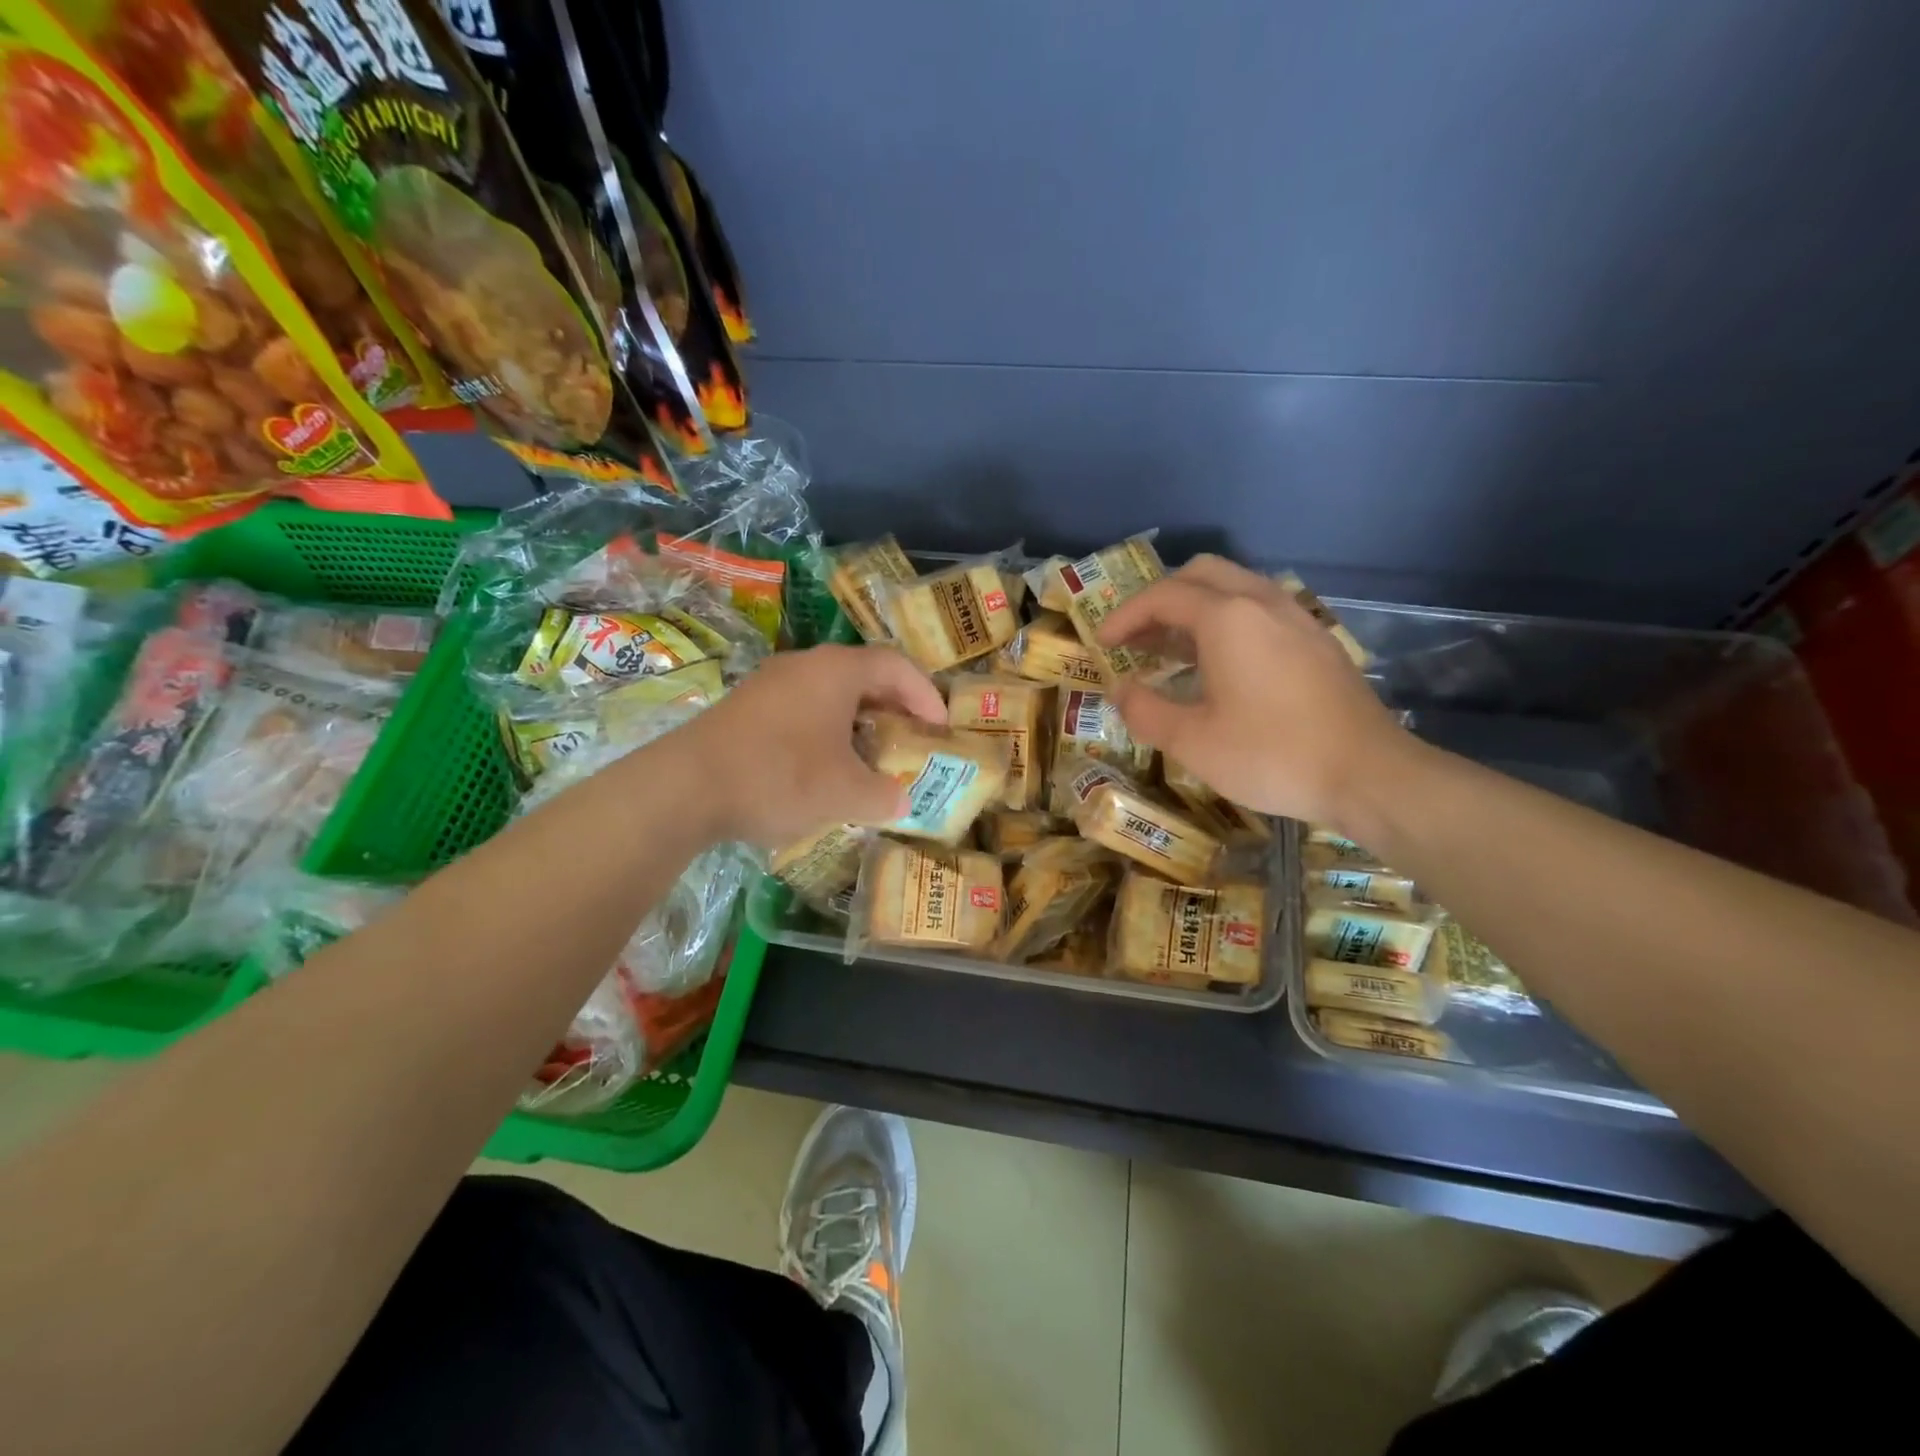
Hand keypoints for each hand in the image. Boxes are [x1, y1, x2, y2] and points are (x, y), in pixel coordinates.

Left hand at [682, 644, 946, 848]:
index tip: (939, 728)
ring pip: (829, 694)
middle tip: (910, 739)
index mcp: (836, 670)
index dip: (925, 694)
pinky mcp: (745, 708)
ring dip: (857, 722)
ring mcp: (769, 684)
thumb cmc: (780, 776)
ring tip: (870, 757)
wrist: (684, 787)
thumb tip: (901, 801)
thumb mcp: (844, 793)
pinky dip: (825, 731)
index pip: (896, 665)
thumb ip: (884, 795)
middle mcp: (804, 665)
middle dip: (893, 708)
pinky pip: (801, 709)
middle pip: (863, 675)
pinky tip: (822, 767)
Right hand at [1096, 556, 1410, 827]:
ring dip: (1195, 608)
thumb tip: (1120, 690)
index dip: (1124, 616)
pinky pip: (1260, 609)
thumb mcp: (1192, 741)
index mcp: (1227, 618)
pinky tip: (1222, 664)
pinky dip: (1227, 620)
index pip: (1162, 596)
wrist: (1368, 774)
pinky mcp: (1316, 639)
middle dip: (1160, 599)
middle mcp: (1262, 602)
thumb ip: (1145, 710)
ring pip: (1235, 587)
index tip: (1102, 643)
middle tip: (1137, 636)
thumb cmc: (1271, 754)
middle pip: (1201, 574)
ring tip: (1171, 649)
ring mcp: (1296, 617)